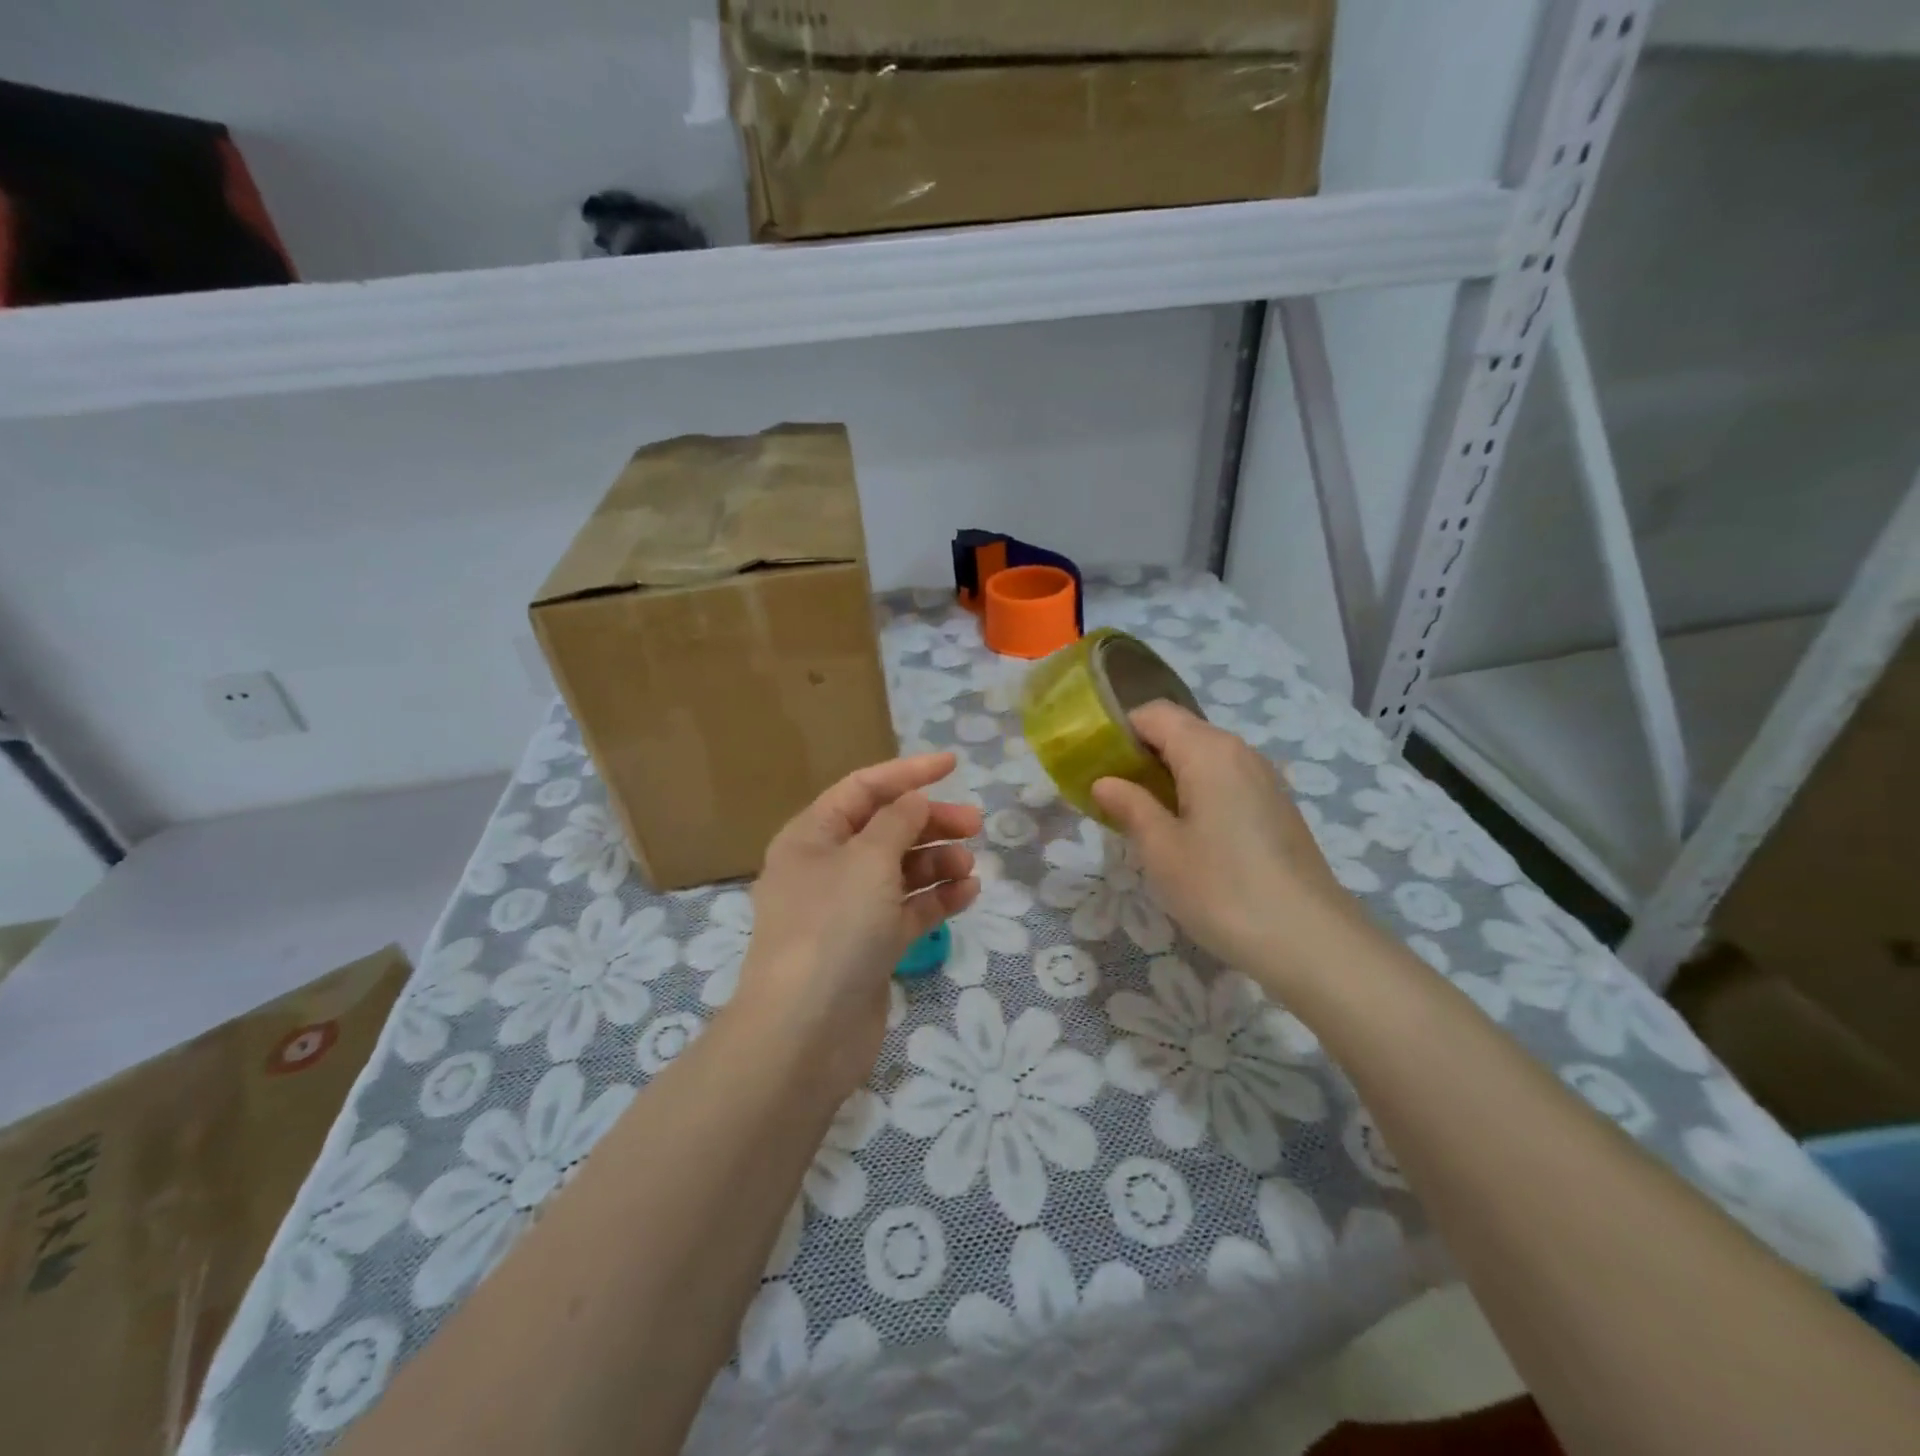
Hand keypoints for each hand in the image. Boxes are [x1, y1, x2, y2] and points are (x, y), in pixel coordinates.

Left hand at [733, 753, 982, 1097]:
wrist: (806, 1032)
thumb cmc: (833, 927)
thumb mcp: (868, 859)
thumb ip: (897, 821)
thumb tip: (914, 799)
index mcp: (812, 836)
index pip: (863, 789)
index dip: (908, 772)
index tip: (953, 765)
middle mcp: (826, 868)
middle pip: (885, 829)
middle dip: (929, 822)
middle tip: (974, 824)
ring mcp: (847, 910)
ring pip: (899, 871)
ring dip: (936, 861)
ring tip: (969, 865)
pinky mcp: (869, 947)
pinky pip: (907, 910)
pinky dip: (936, 899)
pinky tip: (967, 892)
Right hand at [1091, 702, 1363, 990]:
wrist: (1310, 941)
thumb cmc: (1222, 888)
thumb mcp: (1161, 849)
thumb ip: (1130, 806)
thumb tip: (1105, 782)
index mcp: (1208, 750)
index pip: (1153, 714)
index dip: (1119, 732)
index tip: (1095, 767)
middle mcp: (1240, 752)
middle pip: (1181, 732)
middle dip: (1141, 756)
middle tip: (1114, 798)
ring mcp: (1264, 779)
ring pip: (1204, 759)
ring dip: (1169, 777)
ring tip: (1146, 820)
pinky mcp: (1277, 808)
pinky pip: (1226, 782)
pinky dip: (1198, 793)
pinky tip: (1188, 836)